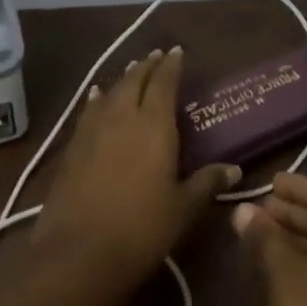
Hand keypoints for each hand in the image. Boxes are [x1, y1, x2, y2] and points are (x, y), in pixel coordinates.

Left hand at [36, 47, 239, 293]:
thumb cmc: (141, 229)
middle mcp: (123, 117)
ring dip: (123, 79)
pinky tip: (96, 99)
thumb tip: (235, 169)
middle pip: (135, 81)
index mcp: (154, 125)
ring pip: (110, 93)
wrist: (78, 254)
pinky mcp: (72, 149)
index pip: (164, 83)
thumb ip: (207, 183)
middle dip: (147, 66)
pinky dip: (97, 100)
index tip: (176, 51)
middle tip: (156, 56)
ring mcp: (93, 131)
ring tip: (131, 70)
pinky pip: (89, 112)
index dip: (171, 65)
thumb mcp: (183, 209)